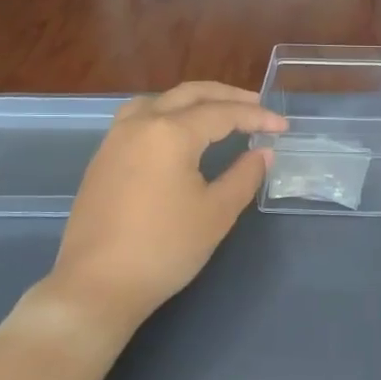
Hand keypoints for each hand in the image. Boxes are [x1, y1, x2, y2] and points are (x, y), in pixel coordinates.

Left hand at [47, 82, 284, 335]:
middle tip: (257, 106)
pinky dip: (167, 113)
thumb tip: (263, 153)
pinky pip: (139, 118)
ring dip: (192, 100)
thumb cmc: (164, 249)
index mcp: (170, 133)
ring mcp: (115, 140)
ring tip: (218, 112)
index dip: (256, 117)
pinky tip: (178, 134)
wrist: (97, 285)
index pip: (222, 114)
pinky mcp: (103, 159)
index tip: (282, 128)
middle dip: (227, 97)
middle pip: (189, 95)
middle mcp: (140, 124)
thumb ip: (244, 176)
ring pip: (159, 101)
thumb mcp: (216, 213)